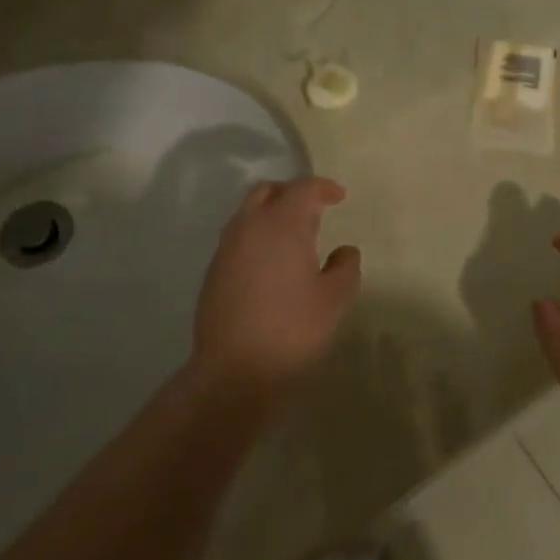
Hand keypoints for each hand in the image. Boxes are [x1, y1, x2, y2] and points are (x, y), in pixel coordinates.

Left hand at [192, 178, 361, 405]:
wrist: (234, 371)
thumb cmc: (292, 330)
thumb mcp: (334, 300)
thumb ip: (345, 268)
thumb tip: (345, 251)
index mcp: (282, 225)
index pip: (304, 189)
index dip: (324, 188)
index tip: (339, 196)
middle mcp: (250, 226)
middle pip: (269, 191)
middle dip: (293, 193)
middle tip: (314, 208)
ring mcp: (227, 248)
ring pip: (248, 212)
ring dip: (271, 212)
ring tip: (293, 234)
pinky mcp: (213, 271)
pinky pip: (238, 237)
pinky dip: (257, 235)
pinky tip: (270, 261)